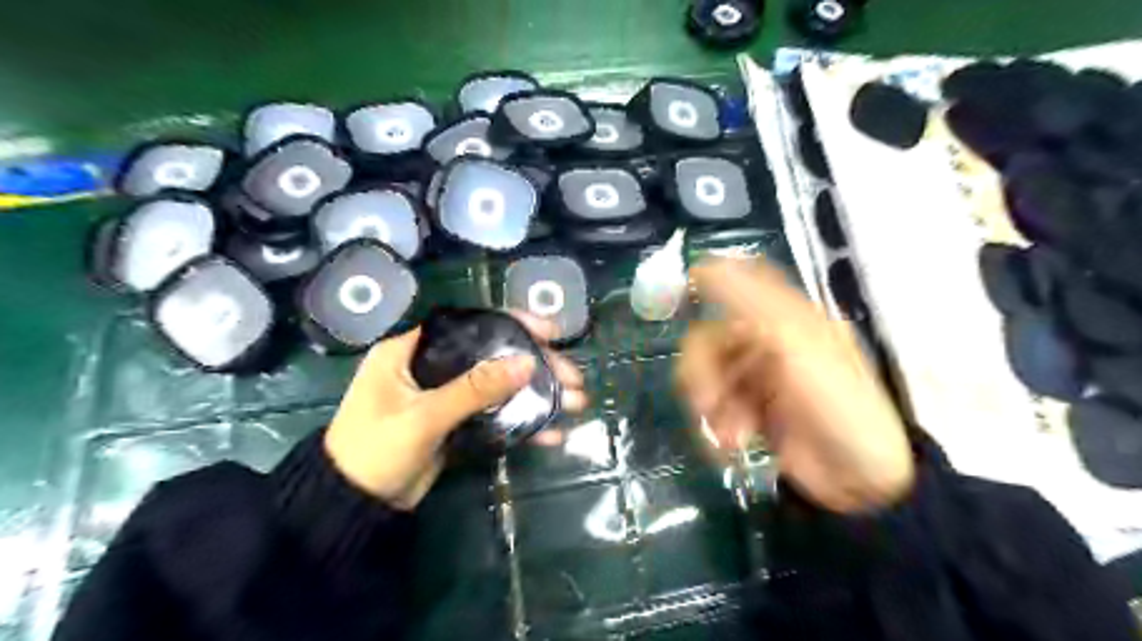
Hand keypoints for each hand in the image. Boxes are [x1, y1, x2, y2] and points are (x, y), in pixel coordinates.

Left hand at [323, 310, 582, 511]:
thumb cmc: (373, 450)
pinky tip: (552, 433)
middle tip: (572, 377)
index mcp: (411, 349)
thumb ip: (474, 389)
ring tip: (575, 403)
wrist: (354, 507)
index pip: (469, 323)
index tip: (549, 332)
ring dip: (537, 394)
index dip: (511, 322)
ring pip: (501, 385)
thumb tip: (528, 364)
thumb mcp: (423, 417)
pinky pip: (496, 414)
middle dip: (537, 365)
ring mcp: (447, 396)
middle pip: (493, 354)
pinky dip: (522, 423)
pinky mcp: (457, 423)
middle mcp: (432, 366)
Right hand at [676, 259, 910, 513]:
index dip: (711, 280)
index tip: (681, 291)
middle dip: (703, 374)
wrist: (861, 482)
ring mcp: (758, 379)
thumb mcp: (799, 346)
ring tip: (730, 437)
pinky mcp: (749, 411)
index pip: (744, 283)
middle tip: (707, 404)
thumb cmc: (839, 406)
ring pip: (707, 377)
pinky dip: (717, 426)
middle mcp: (769, 343)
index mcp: (789, 320)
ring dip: (711, 407)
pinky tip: (734, 444)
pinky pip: (713, 407)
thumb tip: (703, 266)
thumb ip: (751, 303)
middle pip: (710, 339)